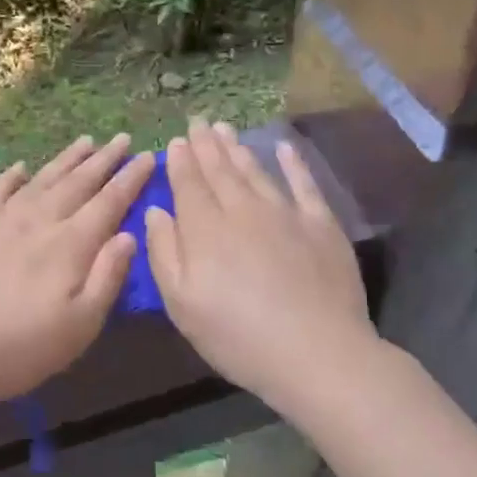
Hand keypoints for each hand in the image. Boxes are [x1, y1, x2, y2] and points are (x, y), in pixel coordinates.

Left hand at [0, 135, 154, 415]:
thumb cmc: (21, 348)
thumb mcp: (80, 326)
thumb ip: (107, 277)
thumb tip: (129, 235)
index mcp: (70, 245)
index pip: (109, 202)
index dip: (130, 179)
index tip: (148, 156)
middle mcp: (39, 222)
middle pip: (78, 183)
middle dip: (104, 160)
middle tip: (123, 138)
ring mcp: (3, 221)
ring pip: (42, 180)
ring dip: (66, 160)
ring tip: (85, 141)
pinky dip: (11, 176)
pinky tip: (20, 167)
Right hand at [145, 118, 377, 410]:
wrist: (317, 354)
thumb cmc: (237, 336)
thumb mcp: (181, 304)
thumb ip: (164, 252)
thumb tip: (155, 210)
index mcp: (205, 229)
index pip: (188, 185)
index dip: (180, 161)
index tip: (176, 141)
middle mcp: (243, 210)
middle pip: (220, 171)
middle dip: (206, 145)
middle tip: (198, 122)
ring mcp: (285, 214)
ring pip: (255, 171)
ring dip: (238, 149)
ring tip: (225, 129)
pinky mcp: (321, 225)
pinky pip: (304, 184)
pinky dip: (293, 163)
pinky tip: (284, 147)